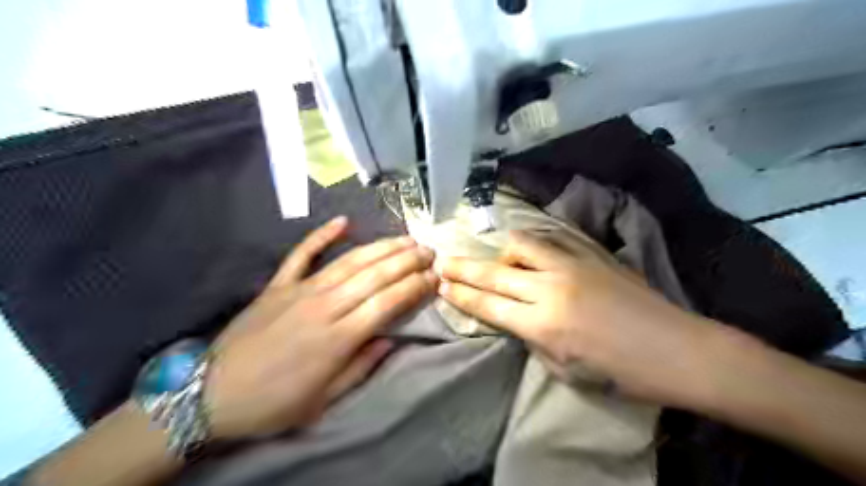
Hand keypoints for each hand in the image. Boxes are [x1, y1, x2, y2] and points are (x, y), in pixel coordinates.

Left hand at [202, 218, 432, 437]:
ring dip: (381, 247)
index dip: (414, 287)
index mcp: (338, 338)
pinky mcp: (278, 284)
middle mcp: (324, 306)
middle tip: (429, 251)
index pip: (387, 302)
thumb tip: (391, 338)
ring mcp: (299, 290)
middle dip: (407, 260)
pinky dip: (322, 235)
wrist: (211, 394)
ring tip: (405, 238)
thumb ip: (362, 366)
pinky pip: (302, 254)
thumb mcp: (325, 399)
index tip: (434, 277)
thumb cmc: (274, 403)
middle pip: (374, 275)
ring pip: (349, 261)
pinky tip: (343, 221)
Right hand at [440, 230, 735, 405]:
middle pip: (494, 272)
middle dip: (462, 268)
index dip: (460, 294)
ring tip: (501, 262)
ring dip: (502, 252)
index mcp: (543, 324)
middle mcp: (550, 288)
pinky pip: (551, 239)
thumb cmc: (620, 372)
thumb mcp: (564, 370)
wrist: (676, 349)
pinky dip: (534, 246)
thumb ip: (532, 338)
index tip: (440, 283)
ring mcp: (572, 265)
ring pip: (521, 244)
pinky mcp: (591, 253)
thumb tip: (515, 317)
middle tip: (442, 262)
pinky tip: (533, 253)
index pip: (488, 304)